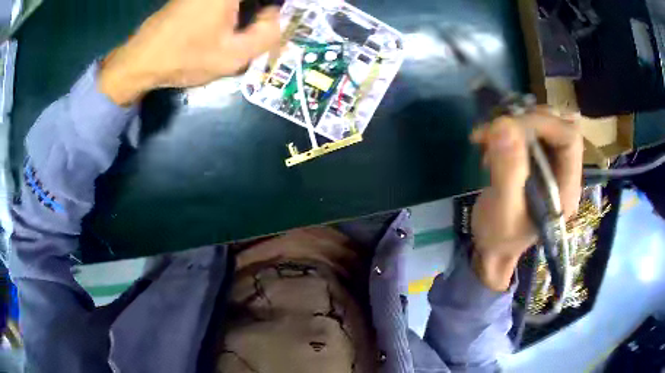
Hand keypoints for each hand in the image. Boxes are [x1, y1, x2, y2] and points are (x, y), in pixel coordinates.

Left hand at [98, 0, 280, 105]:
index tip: (288, 13)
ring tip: (258, 21)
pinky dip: (239, 7)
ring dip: (255, 7)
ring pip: (241, 0)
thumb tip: (277, 16)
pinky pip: (227, 1)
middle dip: (267, 7)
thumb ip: (268, 35)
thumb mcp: (233, 56)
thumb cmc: (185, 58)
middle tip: (272, 21)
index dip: (282, 6)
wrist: (141, 60)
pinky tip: (236, 21)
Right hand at [469, 109, 582, 290]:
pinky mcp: (537, 160)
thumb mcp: (503, 211)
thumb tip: (503, 125)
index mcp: (566, 188)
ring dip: (514, 122)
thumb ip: (508, 172)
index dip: (543, 123)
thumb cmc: (500, 237)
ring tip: (487, 137)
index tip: (508, 127)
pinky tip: (487, 141)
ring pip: (543, 123)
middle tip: (496, 130)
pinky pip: (528, 130)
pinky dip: (506, 128)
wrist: (493, 248)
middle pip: (559, 124)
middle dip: (526, 120)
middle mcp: (565, 171)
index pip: (569, 138)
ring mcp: (551, 164)